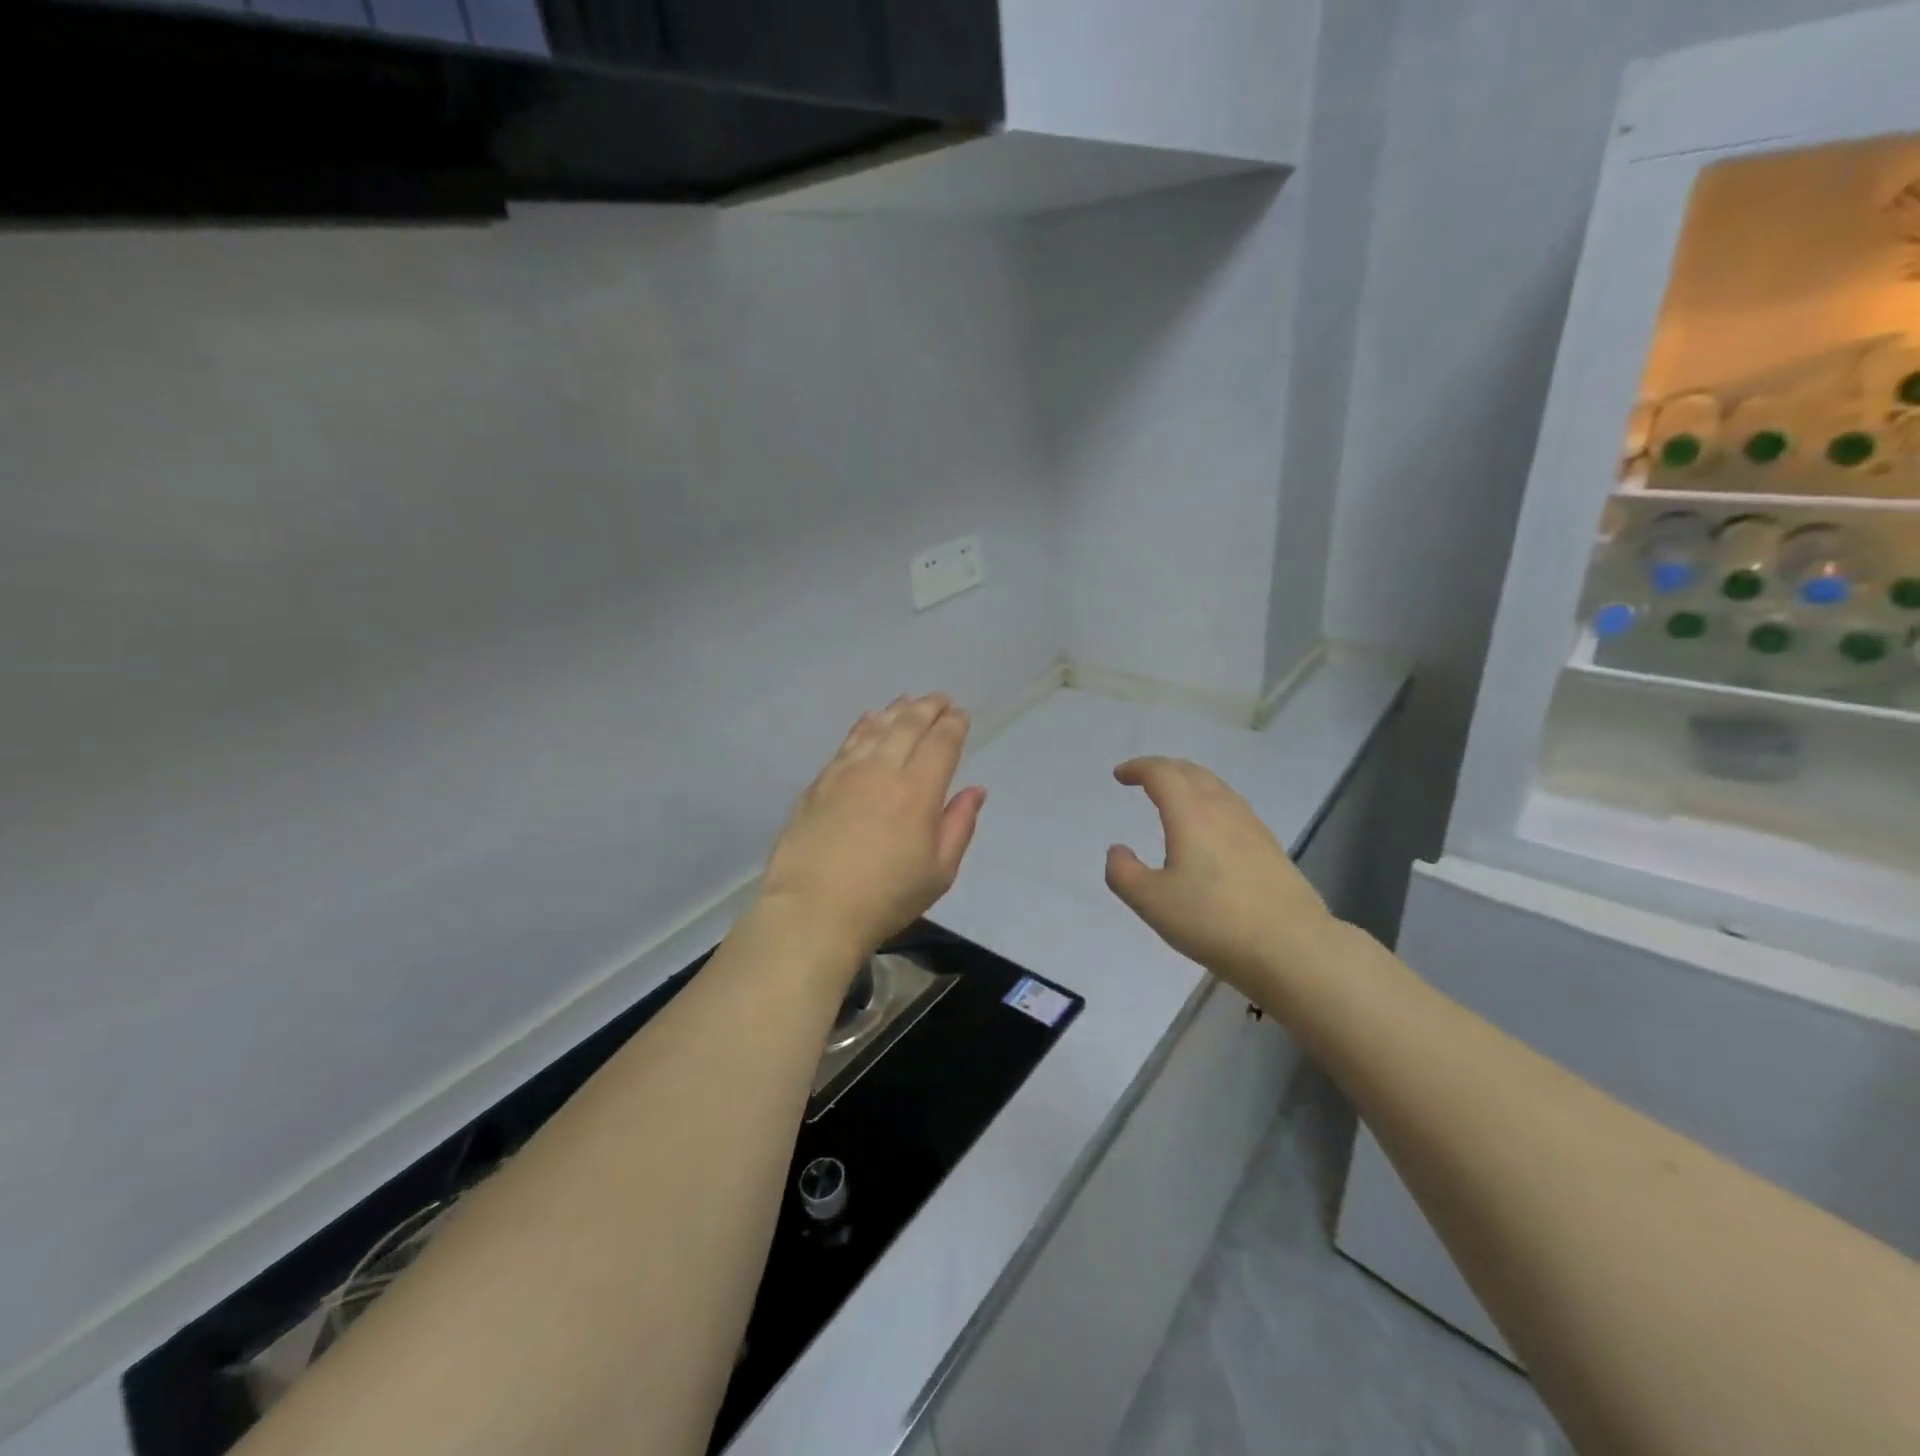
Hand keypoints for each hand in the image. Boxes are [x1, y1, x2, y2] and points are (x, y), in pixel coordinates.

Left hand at [760, 694, 986, 962]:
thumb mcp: (939, 872)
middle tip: (940, 699)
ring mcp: (846, 773)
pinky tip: (869, 721)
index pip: (941, 743)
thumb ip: (959, 825)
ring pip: (876, 728)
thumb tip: (975, 790)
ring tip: (908, 701)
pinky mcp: (819, 783)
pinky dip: (864, 726)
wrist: (813, 909)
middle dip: (928, 708)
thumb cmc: (886, 897)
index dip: (954, 725)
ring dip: (897, 710)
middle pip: (909, 725)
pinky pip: (847, 743)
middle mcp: (883, 770)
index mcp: (918, 791)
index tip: (961, 715)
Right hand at [1104, 757, 1335, 997]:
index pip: (1162, 773)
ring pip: (1217, 788)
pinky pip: (1233, 807)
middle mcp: (1222, 809)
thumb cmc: (1213, 920)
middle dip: (1164, 769)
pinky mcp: (1270, 847)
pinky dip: (1210, 803)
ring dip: (1190, 783)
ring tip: (1174, 799)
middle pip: (1192, 772)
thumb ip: (1124, 874)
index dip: (1138, 768)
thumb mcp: (1152, 902)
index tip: (1120, 775)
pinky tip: (1210, 829)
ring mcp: (1252, 826)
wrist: (1292, 947)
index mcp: (1190, 813)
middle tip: (1144, 779)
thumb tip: (1117, 851)